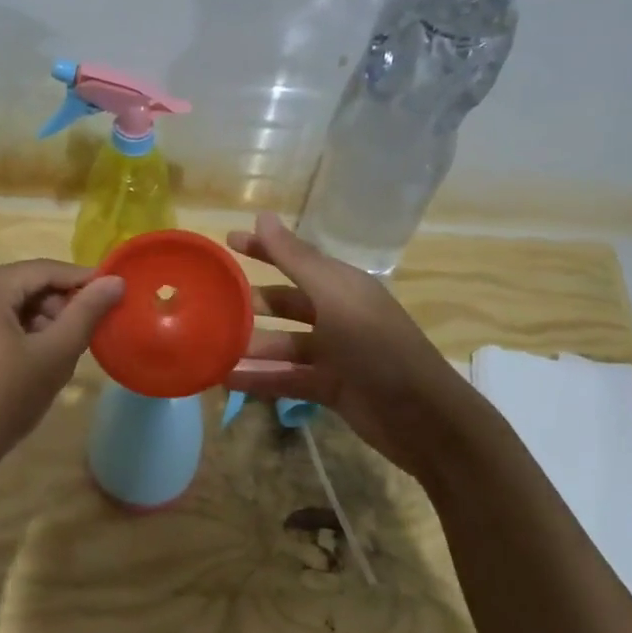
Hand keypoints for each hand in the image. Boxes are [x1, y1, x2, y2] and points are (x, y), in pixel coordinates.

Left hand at [0, 259, 124, 491]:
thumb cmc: (0, 401)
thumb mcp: (52, 356)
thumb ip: (86, 314)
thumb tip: (116, 281)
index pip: (46, 270)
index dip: (85, 282)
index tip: (117, 298)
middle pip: (26, 285)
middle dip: (59, 308)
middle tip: (86, 339)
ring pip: (9, 304)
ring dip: (40, 323)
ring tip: (60, 356)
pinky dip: (16, 333)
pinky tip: (32, 363)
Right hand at [225, 213, 472, 479]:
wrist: (422, 417)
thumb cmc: (377, 347)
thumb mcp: (335, 297)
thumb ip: (296, 259)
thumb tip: (263, 215)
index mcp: (342, 287)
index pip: (297, 259)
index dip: (264, 249)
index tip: (227, 241)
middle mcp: (337, 315)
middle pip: (286, 304)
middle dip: (252, 303)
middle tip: (210, 304)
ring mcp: (334, 354)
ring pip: (282, 344)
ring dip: (250, 345)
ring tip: (210, 347)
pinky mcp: (329, 387)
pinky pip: (286, 378)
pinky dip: (259, 378)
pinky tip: (227, 380)